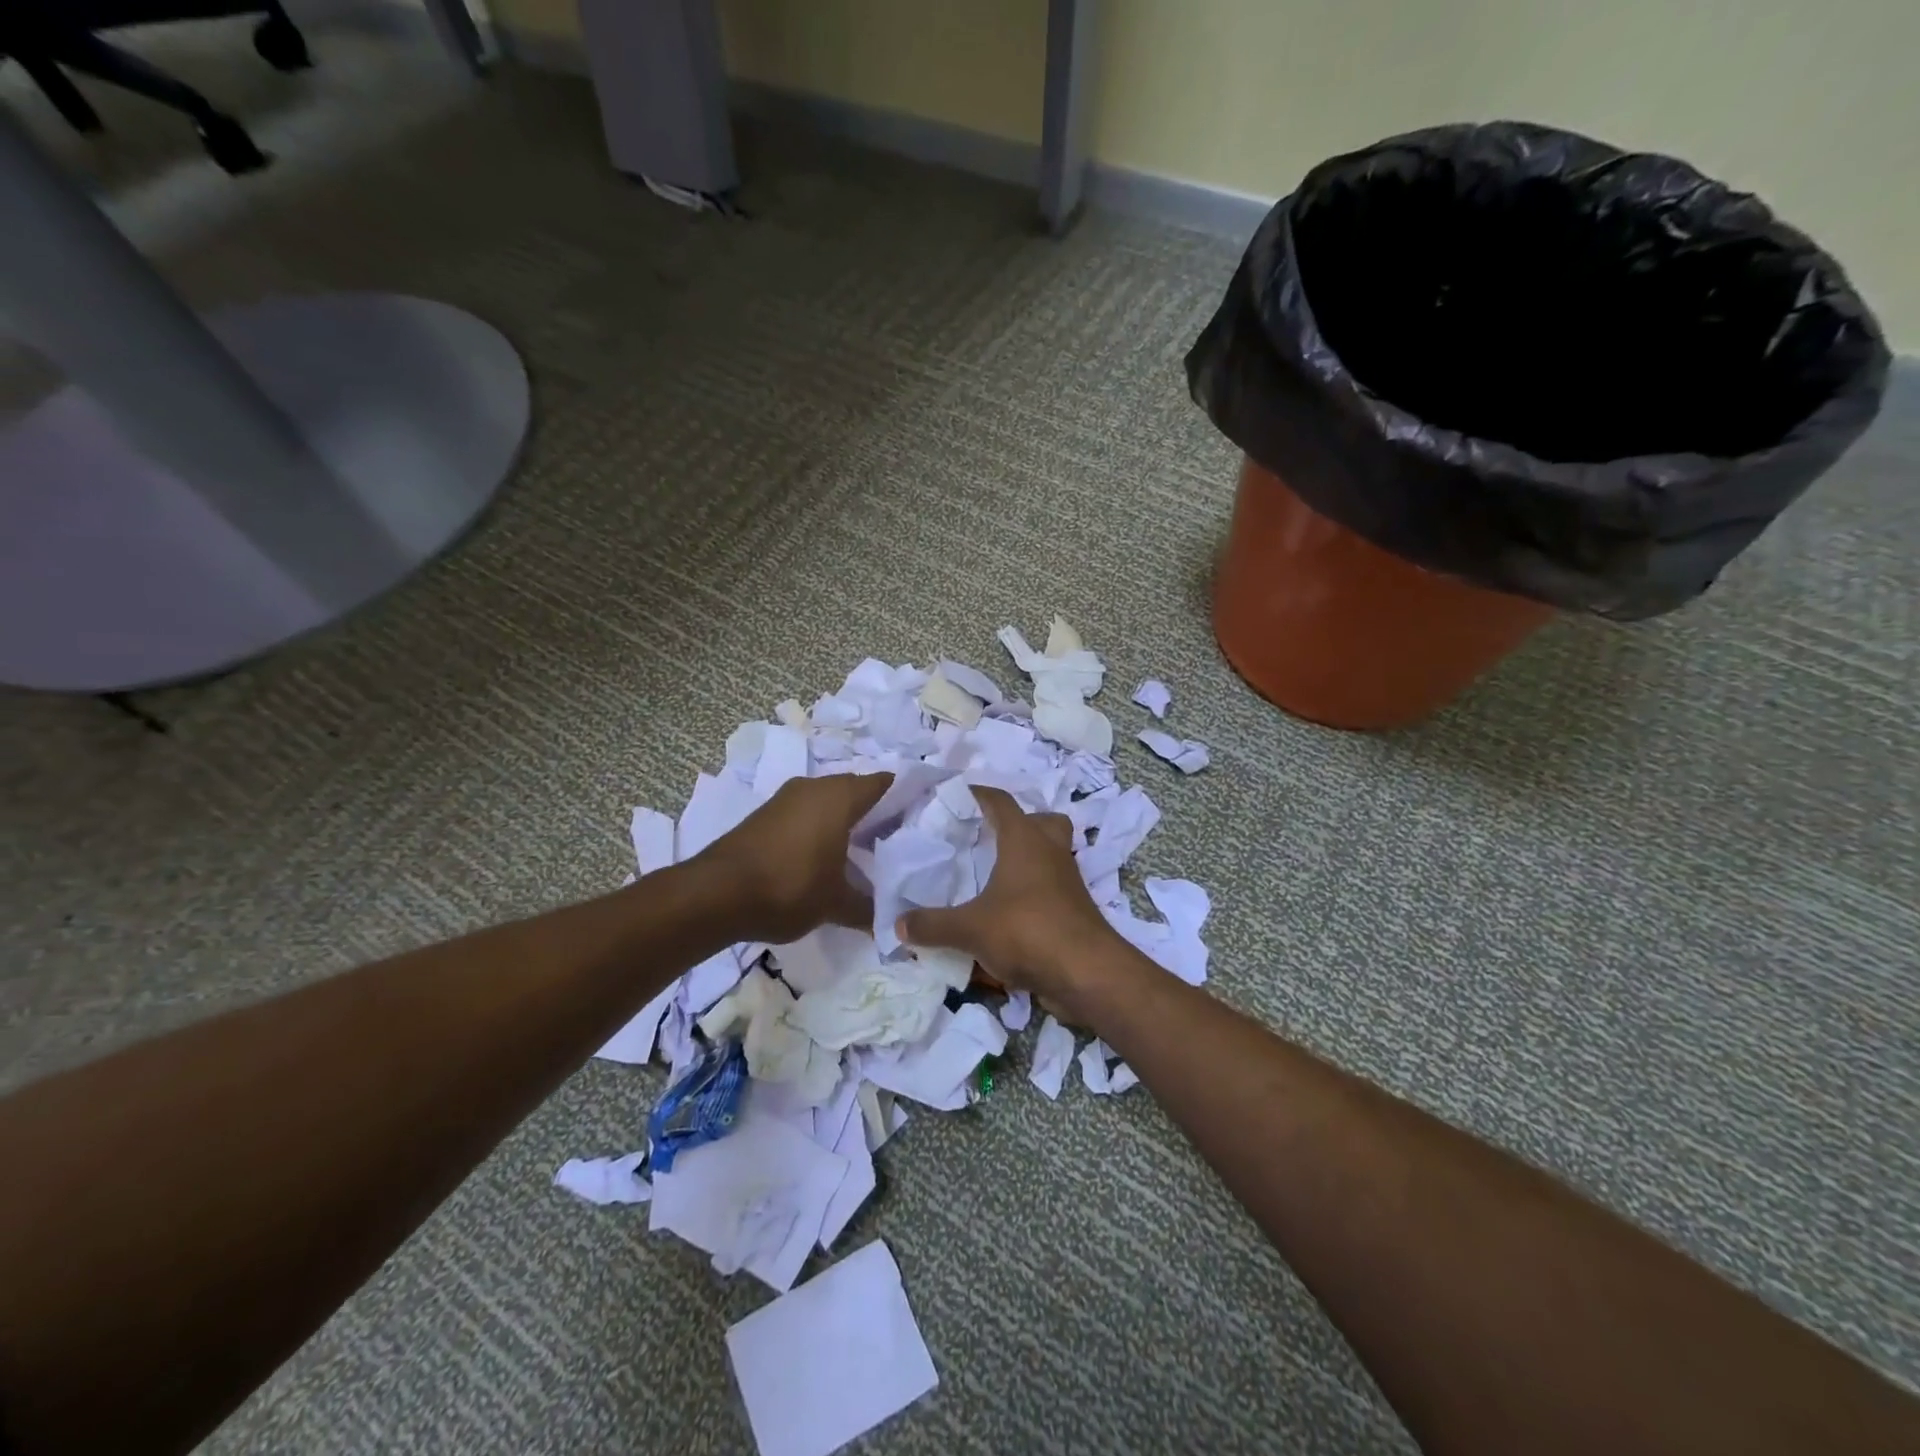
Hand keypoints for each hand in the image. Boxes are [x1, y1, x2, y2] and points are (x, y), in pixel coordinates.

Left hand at [692, 773, 892, 943]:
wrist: (715, 894)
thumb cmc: (789, 888)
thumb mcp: (836, 904)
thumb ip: (867, 909)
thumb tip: (890, 922)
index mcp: (839, 797)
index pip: (883, 783)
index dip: (904, 795)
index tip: (921, 814)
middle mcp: (814, 787)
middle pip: (855, 790)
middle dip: (875, 811)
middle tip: (896, 838)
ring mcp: (785, 799)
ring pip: (827, 801)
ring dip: (843, 819)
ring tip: (863, 849)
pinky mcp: (764, 815)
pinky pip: (804, 813)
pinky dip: (819, 827)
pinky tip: (824, 855)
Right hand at [895, 786, 1119, 1020]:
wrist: (1087, 972)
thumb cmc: (1027, 931)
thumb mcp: (970, 929)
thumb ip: (933, 925)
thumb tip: (898, 924)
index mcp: (1024, 840)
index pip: (1001, 802)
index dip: (980, 794)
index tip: (959, 794)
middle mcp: (1050, 851)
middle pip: (1043, 821)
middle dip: (1020, 822)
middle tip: (990, 836)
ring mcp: (1068, 880)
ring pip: (1052, 854)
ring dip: (1029, 858)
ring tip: (995, 874)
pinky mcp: (1076, 909)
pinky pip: (1053, 888)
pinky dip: (1034, 892)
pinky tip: (1010, 912)